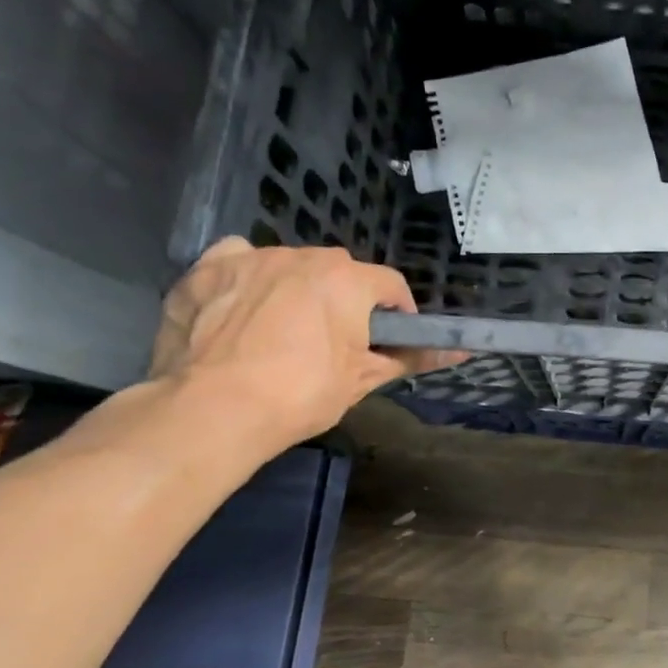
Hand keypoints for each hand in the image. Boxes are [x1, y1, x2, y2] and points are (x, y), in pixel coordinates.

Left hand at [149, 238, 461, 451]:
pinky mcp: (206, 270)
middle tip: (335, 342)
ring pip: (289, 265)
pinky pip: (238, 260)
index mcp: (348, 280)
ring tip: (282, 332)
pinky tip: (240, 306)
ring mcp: (252, 258)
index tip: (389, 340)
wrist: (211, 412)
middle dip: (344, 300)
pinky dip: (245, 277)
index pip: (390, 285)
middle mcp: (303, 256)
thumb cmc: (300, 395)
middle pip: (339, 272)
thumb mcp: (362, 380)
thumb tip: (461, 353)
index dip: (397, 313)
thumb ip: (412, 358)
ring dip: (296, 289)